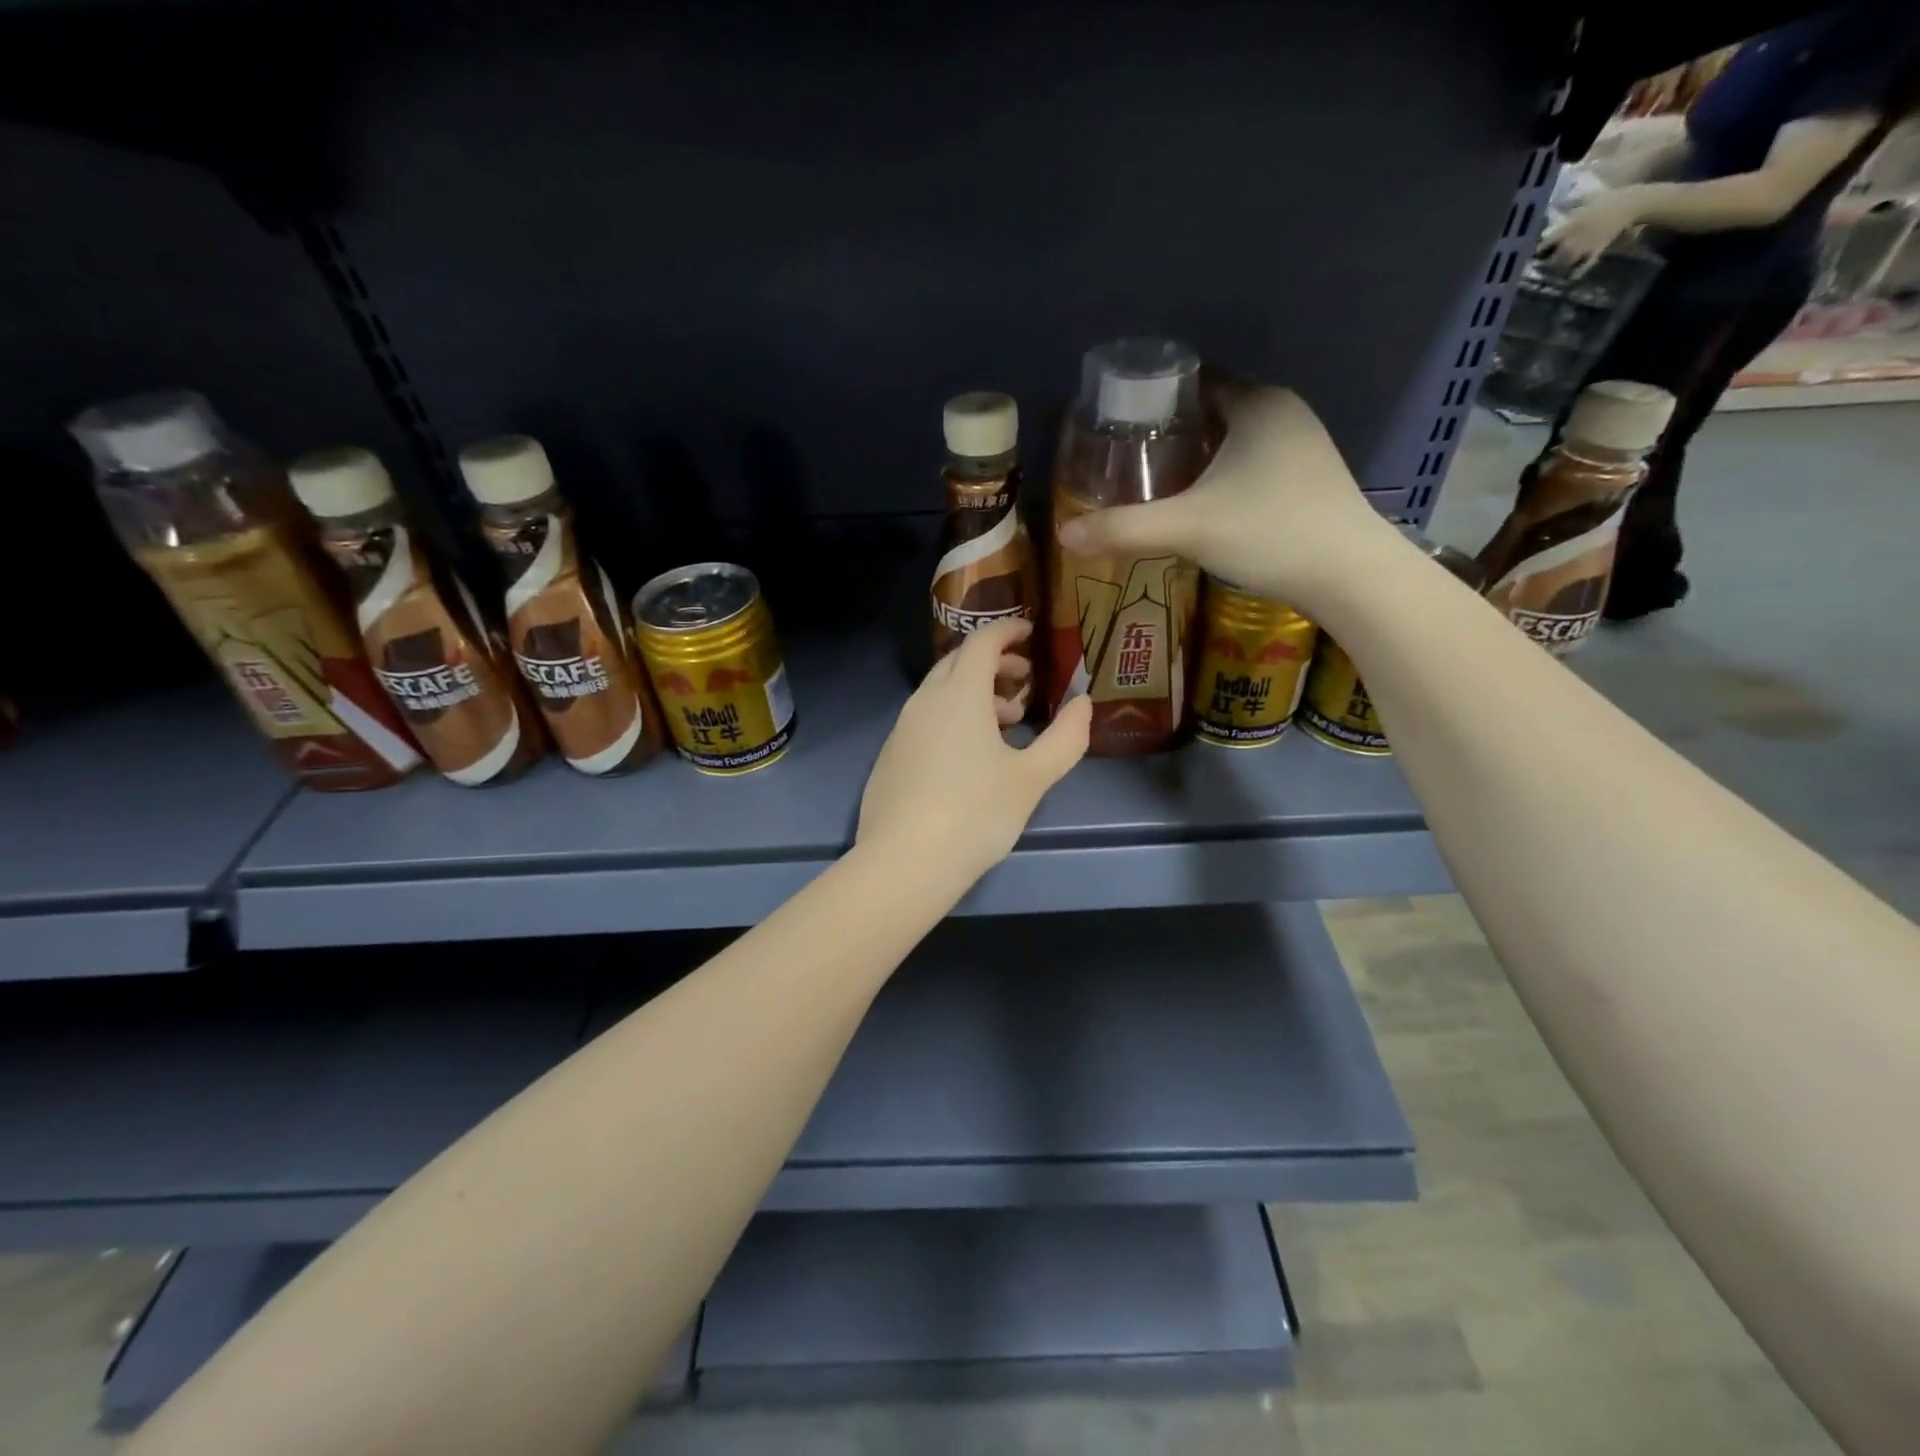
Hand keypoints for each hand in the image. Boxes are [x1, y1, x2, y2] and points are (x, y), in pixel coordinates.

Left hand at [857, 617, 1091, 884]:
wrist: (904, 862)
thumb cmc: (975, 814)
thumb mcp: (1032, 778)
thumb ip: (1065, 738)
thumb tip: (1084, 704)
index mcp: (959, 694)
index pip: (982, 641)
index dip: (1008, 630)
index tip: (1030, 632)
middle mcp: (925, 701)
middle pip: (958, 662)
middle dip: (994, 663)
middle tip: (1024, 682)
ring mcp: (901, 729)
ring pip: (940, 692)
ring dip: (974, 693)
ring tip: (1006, 722)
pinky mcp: (890, 756)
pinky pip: (925, 718)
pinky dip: (952, 717)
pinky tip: (969, 756)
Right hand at [1056, 382, 1388, 614]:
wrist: (1350, 576)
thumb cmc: (1269, 532)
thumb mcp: (1187, 528)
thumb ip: (1124, 529)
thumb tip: (1065, 534)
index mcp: (1256, 403)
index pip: (1196, 381)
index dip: (1155, 399)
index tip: (1120, 424)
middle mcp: (1284, 412)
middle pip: (1214, 410)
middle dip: (1173, 431)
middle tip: (1129, 459)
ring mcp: (1304, 445)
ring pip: (1237, 439)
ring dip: (1201, 456)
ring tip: (1158, 483)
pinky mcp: (1311, 479)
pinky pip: (1255, 463)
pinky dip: (1226, 474)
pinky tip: (1205, 504)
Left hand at [1538, 190, 1639, 276]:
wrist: (1631, 203)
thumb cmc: (1609, 198)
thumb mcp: (1587, 197)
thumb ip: (1571, 202)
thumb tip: (1559, 201)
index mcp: (1566, 228)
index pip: (1543, 246)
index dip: (1539, 252)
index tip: (1538, 253)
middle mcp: (1571, 241)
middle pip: (1551, 261)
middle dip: (1546, 264)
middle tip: (1545, 265)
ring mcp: (1583, 248)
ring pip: (1563, 267)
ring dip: (1558, 271)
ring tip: (1556, 270)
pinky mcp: (1595, 253)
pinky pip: (1581, 269)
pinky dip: (1574, 274)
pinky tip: (1571, 276)